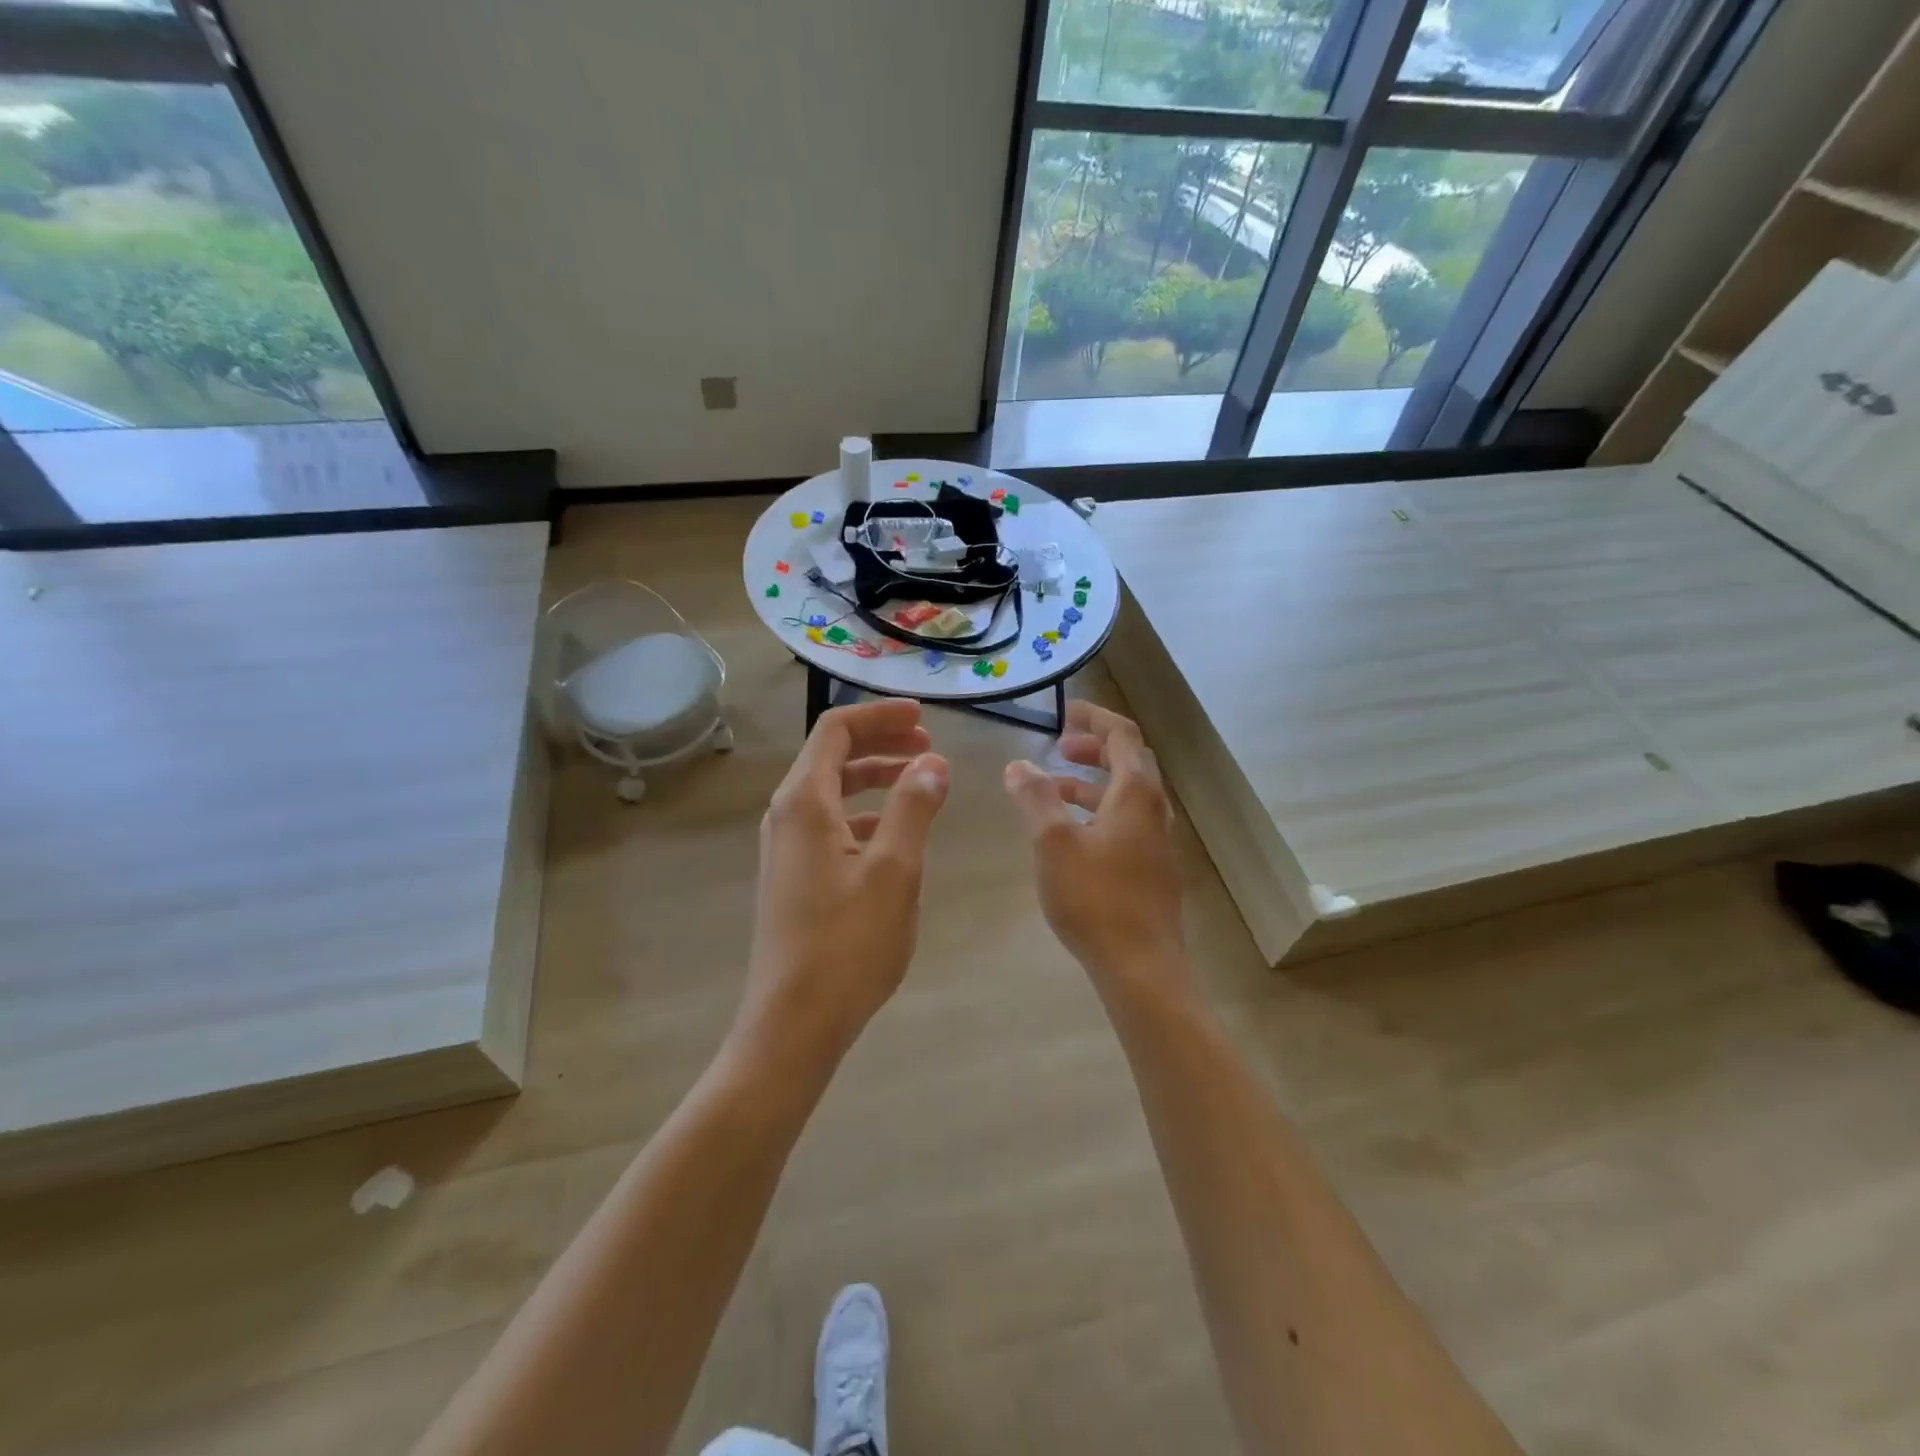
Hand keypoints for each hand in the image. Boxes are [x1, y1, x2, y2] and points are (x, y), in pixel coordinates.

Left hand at [737, 699, 948, 1064]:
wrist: (794, 1022)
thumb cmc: (847, 943)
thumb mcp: (895, 870)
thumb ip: (914, 807)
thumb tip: (934, 763)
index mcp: (804, 803)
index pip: (836, 730)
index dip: (880, 716)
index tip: (924, 720)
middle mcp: (786, 816)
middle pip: (832, 756)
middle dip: (882, 743)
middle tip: (930, 748)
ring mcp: (786, 848)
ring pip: (832, 791)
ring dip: (876, 778)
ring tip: (922, 784)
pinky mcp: (794, 876)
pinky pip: (830, 824)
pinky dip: (866, 814)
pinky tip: (896, 835)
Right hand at [1004, 701, 1189, 994]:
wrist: (1140, 966)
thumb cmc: (1094, 897)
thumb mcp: (1053, 841)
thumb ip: (1036, 797)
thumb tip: (1019, 765)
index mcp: (1136, 794)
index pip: (1123, 736)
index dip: (1095, 718)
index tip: (1066, 712)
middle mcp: (1154, 810)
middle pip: (1130, 763)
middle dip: (1094, 749)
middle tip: (1060, 747)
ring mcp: (1157, 842)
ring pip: (1126, 796)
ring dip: (1093, 783)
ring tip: (1055, 788)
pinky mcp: (1152, 869)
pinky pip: (1126, 823)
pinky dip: (1099, 811)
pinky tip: (1072, 834)